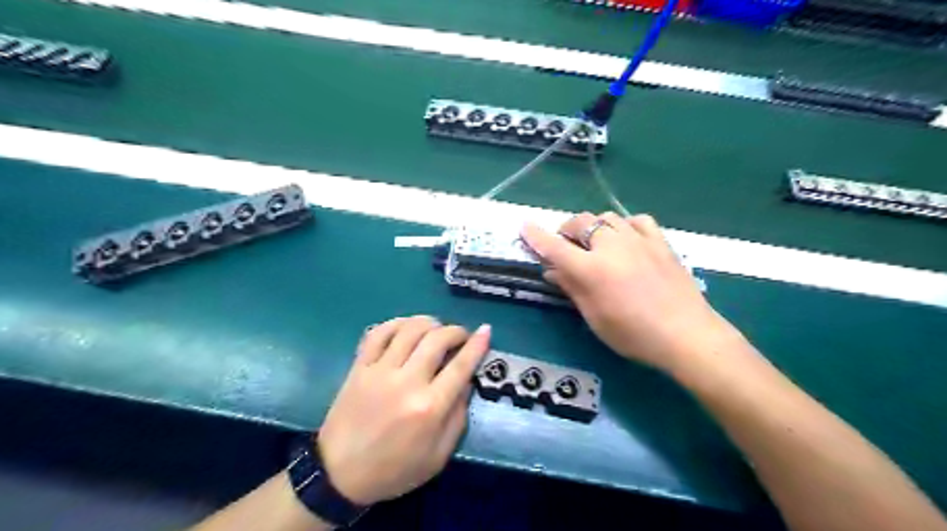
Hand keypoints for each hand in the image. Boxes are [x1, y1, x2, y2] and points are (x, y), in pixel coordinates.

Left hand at [320, 315, 494, 505]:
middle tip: (460, 336)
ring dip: (429, 323)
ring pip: (409, 329)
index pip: (461, 366)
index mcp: (429, 407)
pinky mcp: (359, 367)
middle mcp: (407, 382)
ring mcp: (380, 371)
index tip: (486, 331)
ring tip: (435, 329)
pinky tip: (406, 328)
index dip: (477, 344)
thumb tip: (467, 381)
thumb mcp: (438, 456)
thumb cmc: (394, 470)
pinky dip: (397, 323)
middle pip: (437, 339)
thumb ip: (458, 417)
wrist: (339, 475)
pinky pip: (379, 332)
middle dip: (455, 331)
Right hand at [522, 212, 725, 373]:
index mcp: (591, 269)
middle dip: (566, 230)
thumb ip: (571, 288)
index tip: (524, 227)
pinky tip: (625, 238)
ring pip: (606, 217)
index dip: (536, 236)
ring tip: (593, 243)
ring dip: (592, 226)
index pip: (555, 246)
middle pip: (580, 223)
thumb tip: (551, 270)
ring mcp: (638, 240)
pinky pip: (636, 220)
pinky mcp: (659, 241)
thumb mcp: (594, 317)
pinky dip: (624, 225)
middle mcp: (611, 246)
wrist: (686, 335)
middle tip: (565, 246)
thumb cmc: (633, 334)